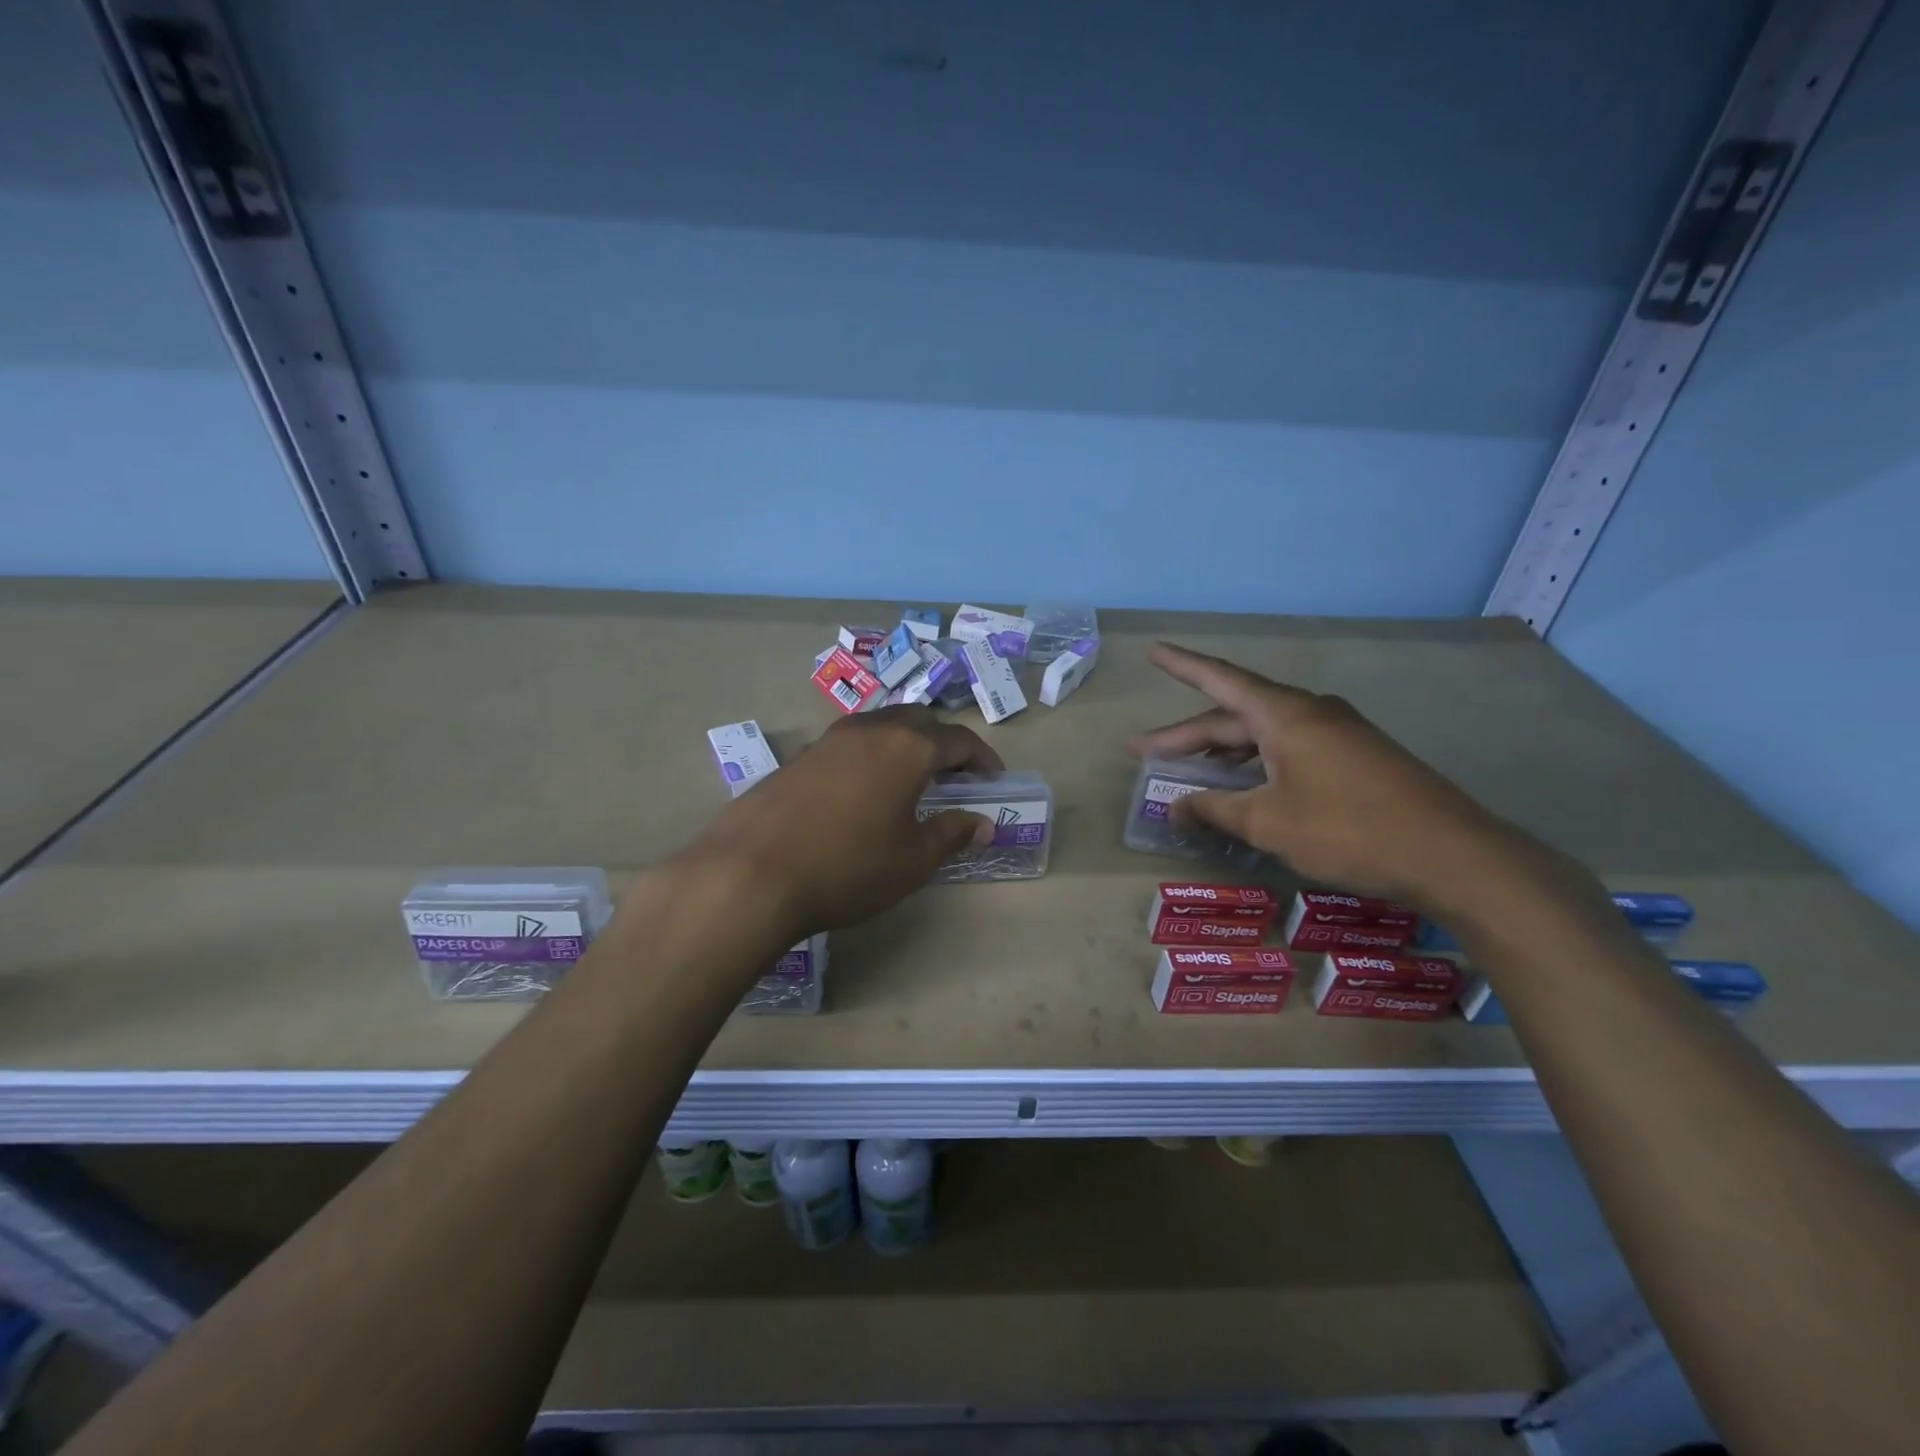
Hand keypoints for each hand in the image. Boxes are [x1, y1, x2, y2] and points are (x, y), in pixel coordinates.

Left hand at [682, 706, 1003, 935]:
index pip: (958, 740)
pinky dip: (870, 757)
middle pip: (918, 721)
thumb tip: (982, 825)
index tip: (993, 778)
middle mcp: (870, 730)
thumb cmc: (848, 867)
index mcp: (908, 748)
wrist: (751, 873)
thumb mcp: (912, 860)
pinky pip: (849, 744)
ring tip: (909, 780)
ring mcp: (829, 740)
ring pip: (880, 727)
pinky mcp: (798, 757)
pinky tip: (862, 791)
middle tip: (953, 774)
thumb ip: (952, 835)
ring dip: (904, 745)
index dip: (982, 758)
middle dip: (942, 742)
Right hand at [1130, 643, 1513, 906]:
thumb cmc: (1347, 829)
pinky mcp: (1356, 757)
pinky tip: (1246, 787)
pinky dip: (1257, 763)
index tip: (1153, 652)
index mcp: (1284, 715)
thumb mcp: (1268, 822)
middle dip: (1189, 735)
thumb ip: (1215, 810)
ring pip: (1264, 734)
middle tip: (1146, 753)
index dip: (1182, 666)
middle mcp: (1310, 712)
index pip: (1220, 680)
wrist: (1451, 855)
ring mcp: (1338, 733)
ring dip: (1224, 752)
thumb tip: (1174, 807)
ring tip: (1189, 773)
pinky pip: (1290, 748)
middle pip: (1236, 714)